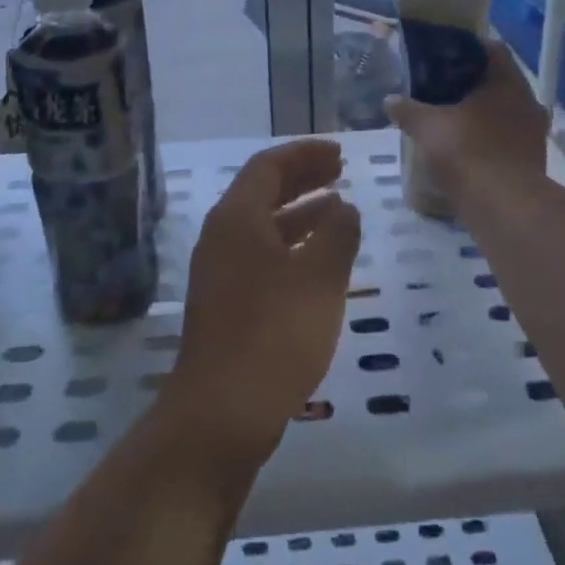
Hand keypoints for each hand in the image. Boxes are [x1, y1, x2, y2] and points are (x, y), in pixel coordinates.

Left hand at [165, 139, 361, 471]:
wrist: (222, 411)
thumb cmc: (274, 333)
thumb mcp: (319, 278)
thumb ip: (337, 234)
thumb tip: (344, 207)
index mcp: (236, 219)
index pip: (268, 165)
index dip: (305, 153)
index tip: (339, 152)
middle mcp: (221, 237)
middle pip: (262, 191)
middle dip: (302, 177)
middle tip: (340, 171)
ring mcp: (220, 271)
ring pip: (262, 225)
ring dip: (299, 211)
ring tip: (338, 208)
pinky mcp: (226, 302)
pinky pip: (261, 254)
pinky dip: (291, 245)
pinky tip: (319, 260)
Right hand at [386, 42, 548, 201]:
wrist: (503, 207)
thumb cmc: (467, 152)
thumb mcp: (427, 127)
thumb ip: (408, 110)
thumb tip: (390, 100)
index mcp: (508, 82)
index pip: (492, 50)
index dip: (467, 48)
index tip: (443, 55)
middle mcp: (527, 102)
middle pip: (497, 84)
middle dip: (469, 86)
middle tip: (439, 89)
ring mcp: (533, 134)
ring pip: (502, 114)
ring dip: (479, 116)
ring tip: (448, 121)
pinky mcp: (530, 163)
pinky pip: (504, 141)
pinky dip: (485, 142)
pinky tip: (462, 150)